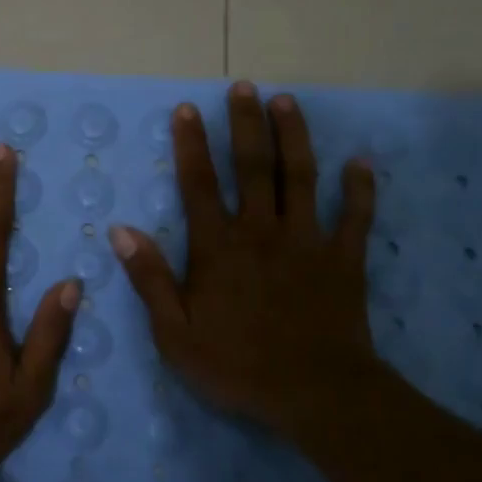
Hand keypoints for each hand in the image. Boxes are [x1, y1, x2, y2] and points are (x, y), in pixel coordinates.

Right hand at [110, 81, 383, 437]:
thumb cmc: (238, 366)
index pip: (199, 183)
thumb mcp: (174, 333)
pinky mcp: (344, 259)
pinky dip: (360, 188)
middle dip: (246, 123)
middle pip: (253, 166)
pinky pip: (355, 216)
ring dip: (294, 137)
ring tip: (287, 102)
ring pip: (301, 177)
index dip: (191, 144)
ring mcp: (307, 241)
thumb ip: (149, 279)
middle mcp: (261, 231)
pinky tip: (361, 162)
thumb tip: (121, 230)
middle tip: (244, 86)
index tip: (187, 108)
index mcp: (218, 247)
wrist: (316, 395)